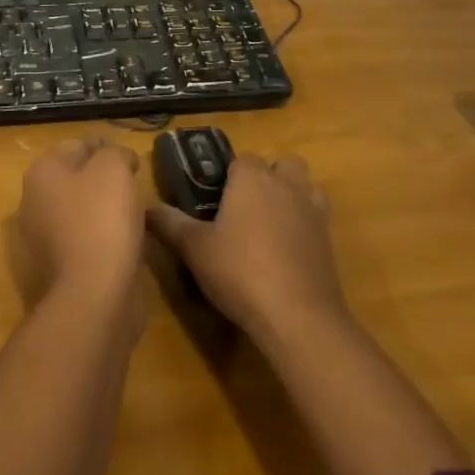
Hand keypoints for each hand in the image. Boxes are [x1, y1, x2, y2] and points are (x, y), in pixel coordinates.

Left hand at [15, 136, 146, 309]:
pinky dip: (102, 236)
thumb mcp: (114, 168)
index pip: (77, 145)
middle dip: (103, 178)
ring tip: (134, 213)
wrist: (93, 294)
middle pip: (75, 178)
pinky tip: (125, 241)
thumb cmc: (101, 219)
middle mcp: (33, 202)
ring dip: (103, 208)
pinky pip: (84, 239)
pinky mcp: (57, 267)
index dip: (106, 147)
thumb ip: (116, 153)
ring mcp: (42, 238)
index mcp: (42, 173)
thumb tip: (119, 159)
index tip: (131, 159)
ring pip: (80, 210)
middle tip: (133, 184)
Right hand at [147, 154, 346, 339]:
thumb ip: (170, 224)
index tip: (215, 199)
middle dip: (268, 178)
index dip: (229, 176)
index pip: (242, 159)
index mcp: (252, 178)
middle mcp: (285, 184)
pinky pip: (316, 217)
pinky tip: (287, 251)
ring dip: (291, 196)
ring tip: (269, 225)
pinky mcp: (329, 238)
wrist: (298, 315)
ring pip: (304, 187)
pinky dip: (304, 225)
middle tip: (245, 208)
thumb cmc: (241, 271)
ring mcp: (312, 209)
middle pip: (281, 165)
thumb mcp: (195, 249)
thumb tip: (145, 207)